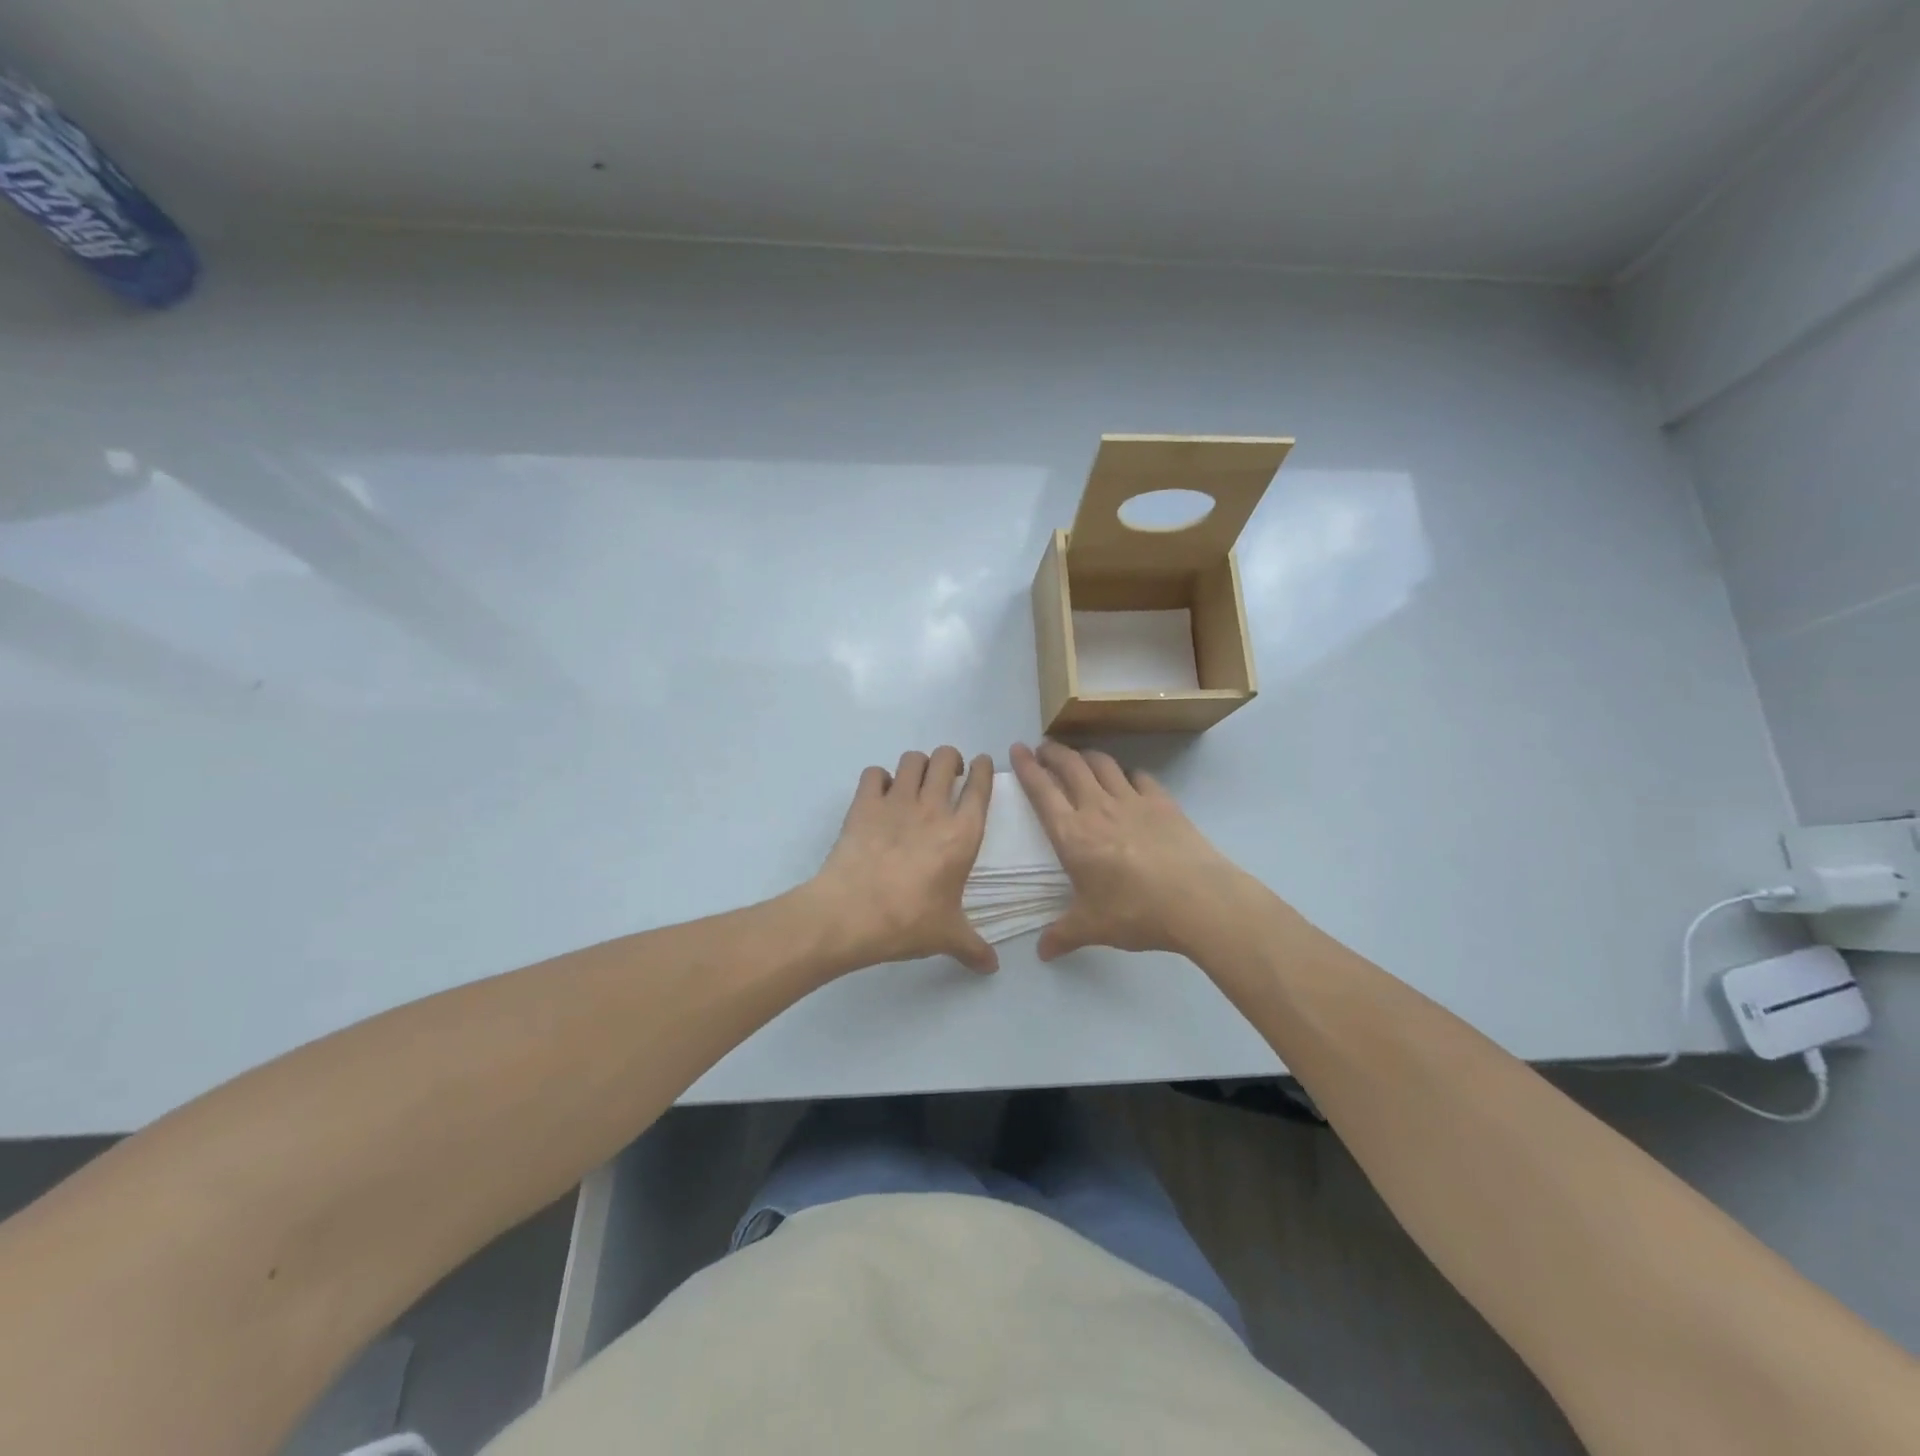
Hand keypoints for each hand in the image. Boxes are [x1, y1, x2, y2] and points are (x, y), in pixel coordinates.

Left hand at [810, 747, 997, 973]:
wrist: (850, 914)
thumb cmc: (908, 922)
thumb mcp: (947, 936)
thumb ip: (973, 947)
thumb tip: (992, 967)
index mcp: (962, 834)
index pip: (980, 786)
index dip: (983, 768)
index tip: (981, 764)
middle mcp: (933, 808)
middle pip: (946, 758)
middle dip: (950, 759)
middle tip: (948, 775)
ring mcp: (896, 802)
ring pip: (912, 759)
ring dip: (917, 765)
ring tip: (915, 782)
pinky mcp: (864, 804)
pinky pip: (874, 773)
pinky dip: (879, 779)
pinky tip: (879, 795)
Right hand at [1010, 741, 1243, 960]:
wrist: (1197, 900)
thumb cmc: (1136, 911)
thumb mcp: (1092, 928)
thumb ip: (1063, 935)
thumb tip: (1041, 952)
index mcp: (1072, 834)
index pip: (1042, 790)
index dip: (1026, 767)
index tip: (1017, 749)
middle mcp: (1098, 808)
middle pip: (1070, 766)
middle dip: (1053, 752)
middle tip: (1044, 748)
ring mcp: (1133, 801)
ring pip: (1103, 764)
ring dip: (1086, 756)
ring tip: (1079, 757)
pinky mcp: (1163, 802)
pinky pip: (1140, 778)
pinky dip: (1128, 774)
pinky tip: (1129, 780)